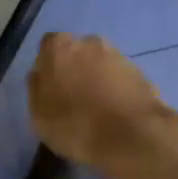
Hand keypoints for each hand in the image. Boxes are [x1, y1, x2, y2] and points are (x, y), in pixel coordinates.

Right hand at [27, 32, 177, 172]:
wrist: (132, 136)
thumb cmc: (75, 125)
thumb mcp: (39, 115)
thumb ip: (37, 88)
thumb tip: (41, 74)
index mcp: (59, 47)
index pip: (48, 47)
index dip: (49, 68)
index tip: (51, 90)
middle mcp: (89, 42)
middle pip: (76, 53)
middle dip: (75, 70)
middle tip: (74, 100)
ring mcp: (118, 55)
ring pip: (100, 65)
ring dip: (97, 80)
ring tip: (97, 111)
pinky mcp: (141, 72)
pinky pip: (120, 79)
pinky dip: (116, 91)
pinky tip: (115, 114)